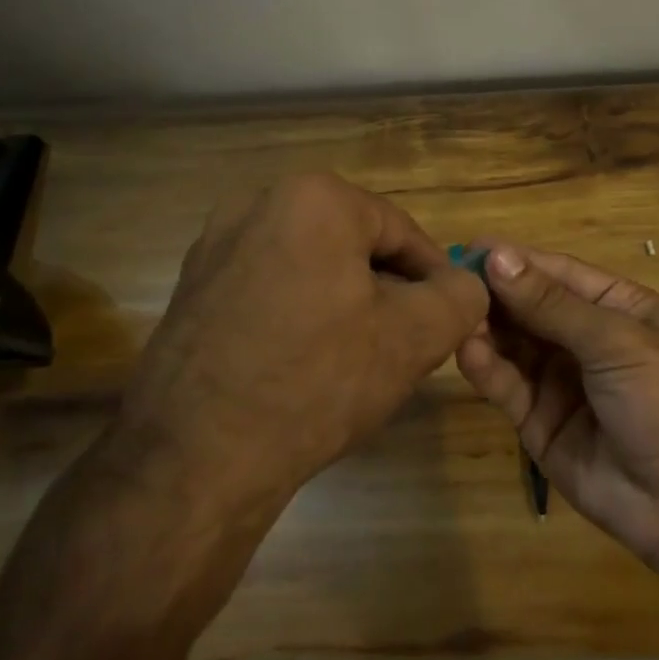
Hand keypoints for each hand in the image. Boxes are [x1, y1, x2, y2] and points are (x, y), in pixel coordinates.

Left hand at [109, 175, 488, 514]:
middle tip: (404, 342)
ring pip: (312, 264)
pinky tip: (305, 363)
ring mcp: (215, 243)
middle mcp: (258, 201)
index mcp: (315, 198)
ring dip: (344, 301)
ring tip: (356, 358)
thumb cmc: (317, 382)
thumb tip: (466, 284)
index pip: (401, 232)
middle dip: (386, 289)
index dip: (434, 276)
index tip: (448, 318)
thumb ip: (461, 297)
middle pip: (354, 244)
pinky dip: (298, 312)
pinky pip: (270, 285)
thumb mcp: (415, 338)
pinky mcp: (192, 285)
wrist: (193, 461)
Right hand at [457, 242, 658, 575]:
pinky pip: (508, 387)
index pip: (558, 273)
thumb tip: (498, 256)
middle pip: (531, 307)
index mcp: (618, 308)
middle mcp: (586, 338)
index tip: (471, 247)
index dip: (517, 260)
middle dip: (495, 294)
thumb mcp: (614, 341)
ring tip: (456, 316)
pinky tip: (468, 352)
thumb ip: (551, 304)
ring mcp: (561, 381)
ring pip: (514, 344)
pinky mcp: (539, 421)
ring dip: (486, 329)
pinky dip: (487, 369)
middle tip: (450, 282)